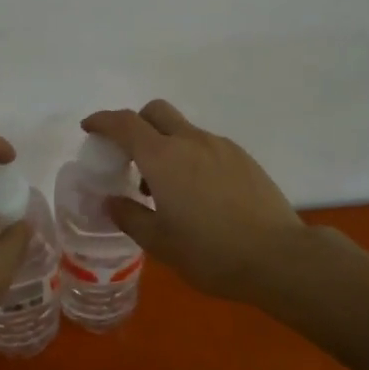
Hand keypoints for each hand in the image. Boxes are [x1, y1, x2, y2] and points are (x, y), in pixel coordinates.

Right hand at [82, 100, 306, 304]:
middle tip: (128, 156)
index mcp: (163, 158)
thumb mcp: (160, 243)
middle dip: (135, 124)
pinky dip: (190, 156)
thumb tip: (110, 201)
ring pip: (183, 130)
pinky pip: (206, 146)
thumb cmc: (211, 253)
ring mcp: (221, 147)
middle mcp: (191, 141)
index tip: (89, 128)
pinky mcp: (243, 158)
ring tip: (165, 188)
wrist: (279, 257)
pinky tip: (198, 193)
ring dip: (165, 145)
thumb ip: (129, 216)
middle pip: (155, 112)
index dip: (102, 121)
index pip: (124, 124)